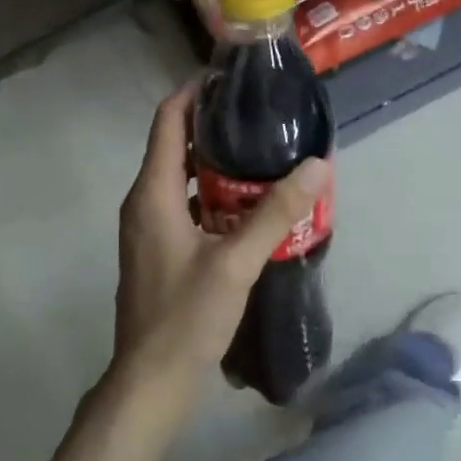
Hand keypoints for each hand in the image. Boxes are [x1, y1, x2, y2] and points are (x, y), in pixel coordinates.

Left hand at [111, 82, 329, 397]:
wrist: (151, 381)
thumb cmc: (186, 317)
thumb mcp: (236, 262)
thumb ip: (276, 213)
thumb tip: (317, 166)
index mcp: (152, 195)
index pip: (167, 122)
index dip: (194, 94)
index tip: (231, 79)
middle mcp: (144, 204)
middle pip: (175, 147)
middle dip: (215, 128)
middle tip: (262, 118)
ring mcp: (149, 230)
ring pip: (182, 180)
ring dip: (217, 165)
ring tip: (264, 157)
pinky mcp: (160, 252)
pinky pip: (185, 207)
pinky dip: (214, 198)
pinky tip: (250, 209)